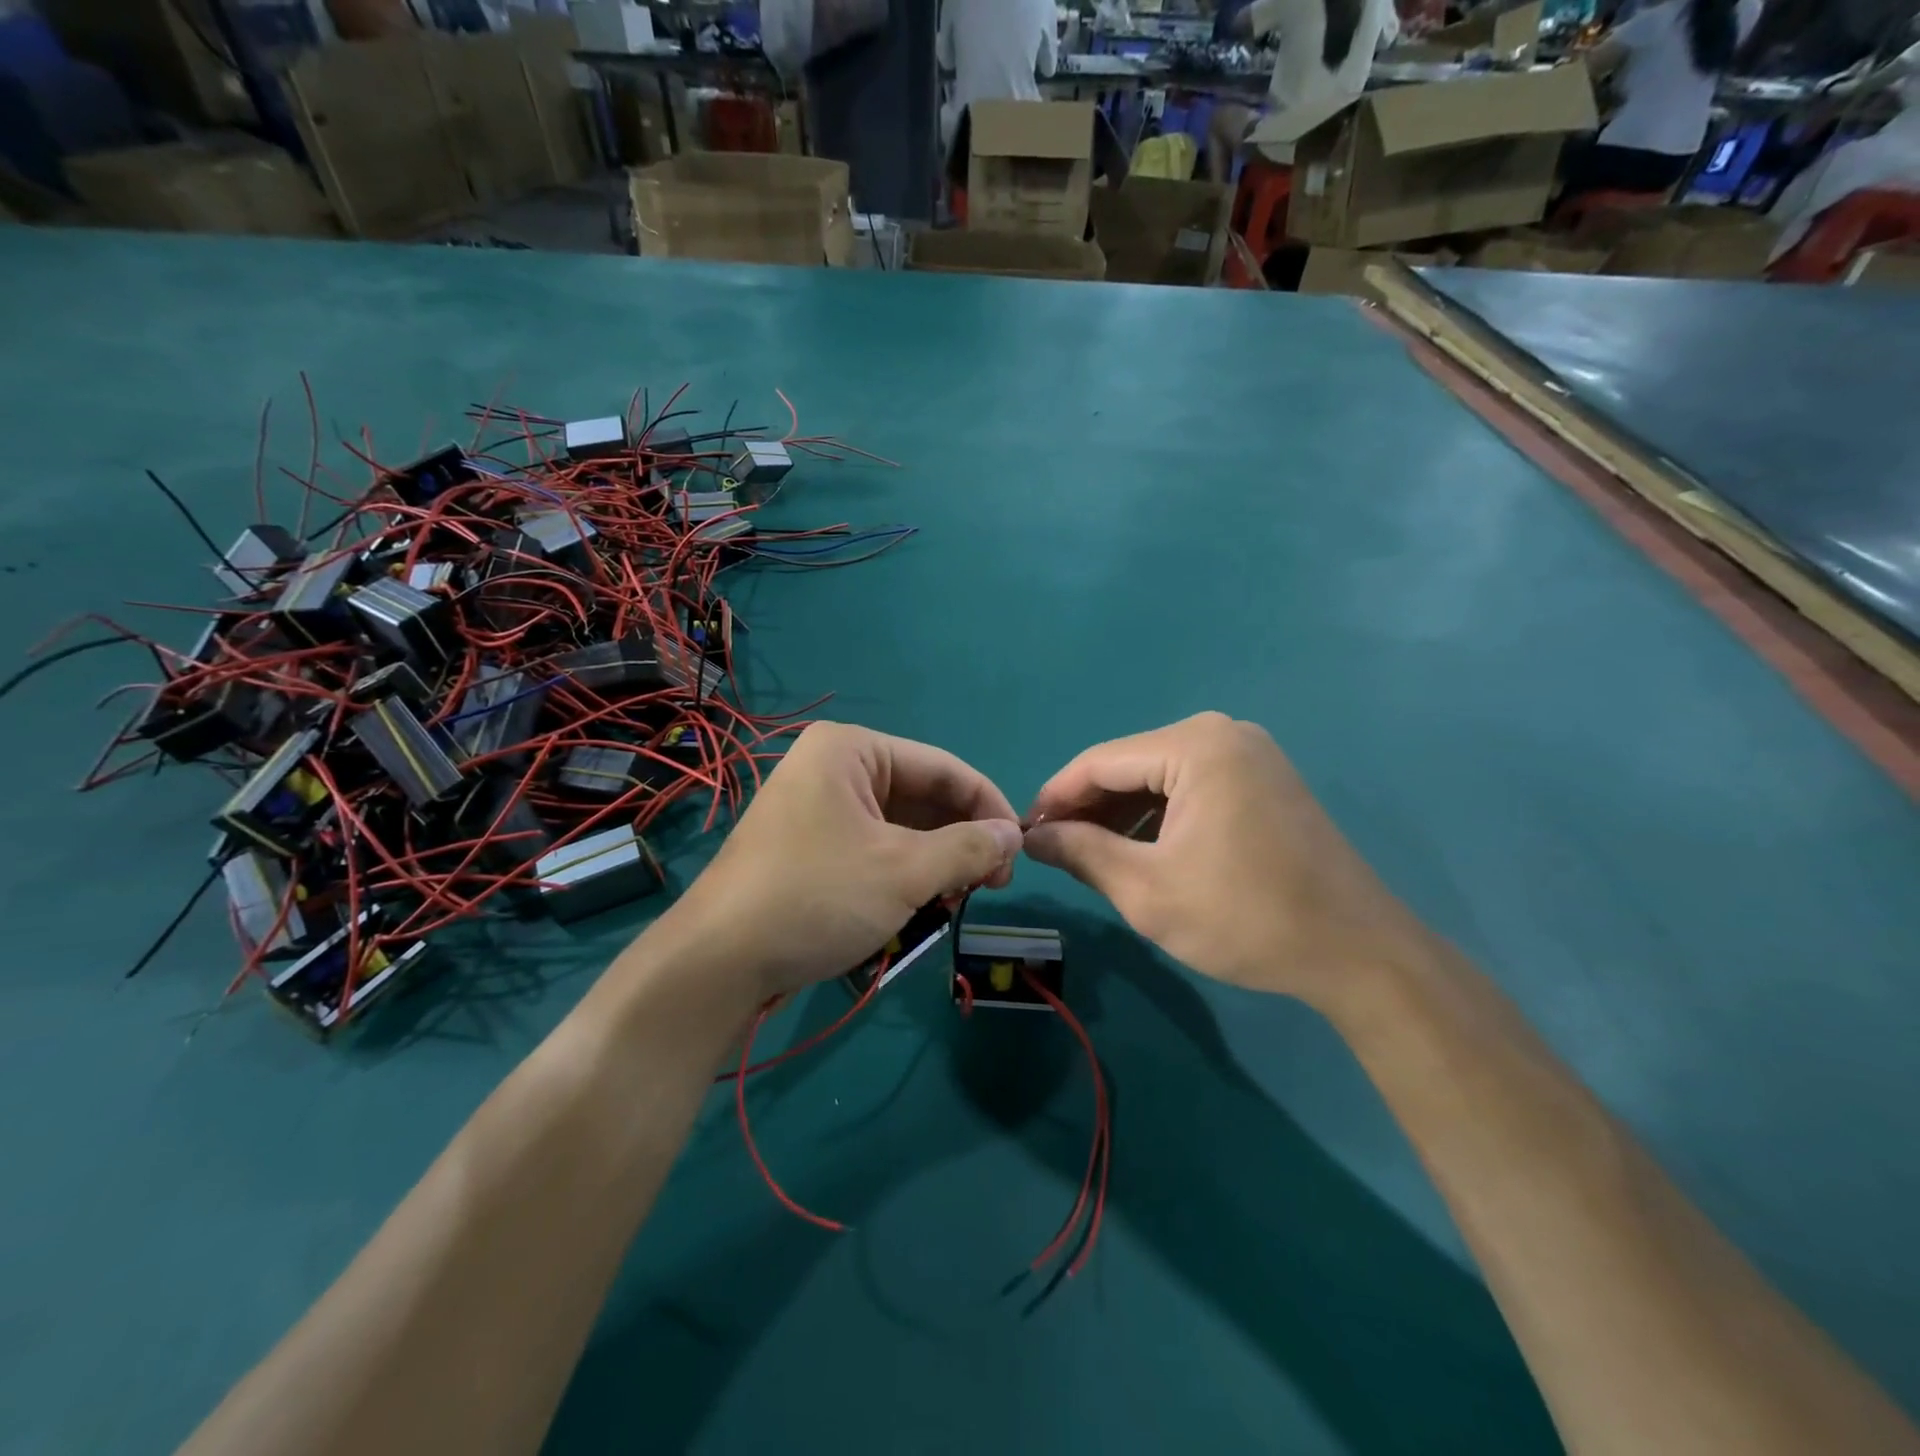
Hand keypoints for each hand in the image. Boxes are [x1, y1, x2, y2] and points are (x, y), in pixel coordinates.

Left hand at [664, 722, 1022, 1003]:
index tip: (1020, 851)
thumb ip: (967, 848)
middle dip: (962, 838)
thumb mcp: (904, 871)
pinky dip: (906, 872)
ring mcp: (819, 807)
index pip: (944, 767)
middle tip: (993, 884)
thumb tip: (1013, 835)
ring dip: (937, 860)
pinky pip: (875, 847)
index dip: (989, 806)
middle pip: (923, 795)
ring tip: (960, 898)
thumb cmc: (816, 897)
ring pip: (901, 826)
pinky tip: (927, 903)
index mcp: (852, 749)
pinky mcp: (812, 846)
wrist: (717, 962)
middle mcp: (834, 767)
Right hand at [1023, 713, 1427, 1009]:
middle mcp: (1223, 733)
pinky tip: (1141, 851)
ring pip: (1159, 777)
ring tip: (1090, 856)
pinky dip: (1159, 817)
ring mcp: (1249, 754)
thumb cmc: (1246, 917)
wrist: (1358, 953)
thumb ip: (1082, 853)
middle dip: (1088, 808)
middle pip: (1130, 766)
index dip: (1055, 797)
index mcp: (1195, 745)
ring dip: (1121, 815)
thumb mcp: (1147, 889)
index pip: (1099, 762)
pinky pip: (1192, 788)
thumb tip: (1033, 836)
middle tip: (1054, 850)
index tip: (1024, 833)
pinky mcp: (1264, 780)